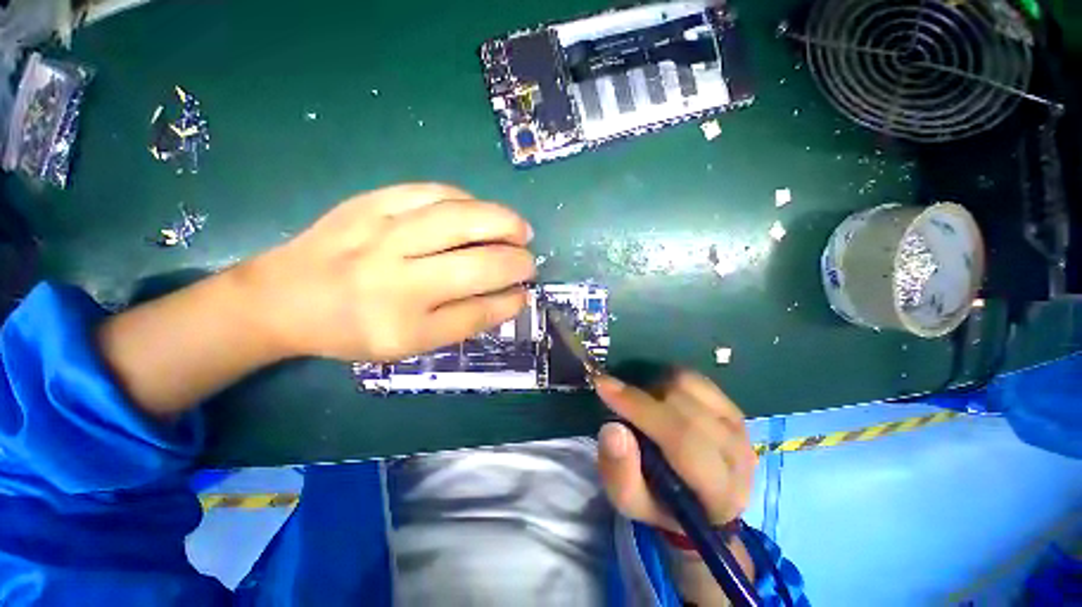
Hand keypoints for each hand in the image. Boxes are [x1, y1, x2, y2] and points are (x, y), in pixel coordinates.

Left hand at [244, 183, 535, 360]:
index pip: (477, 311)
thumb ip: (463, 322)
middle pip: (478, 262)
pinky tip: (479, 211)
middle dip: (517, 260)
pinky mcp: (371, 201)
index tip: (524, 293)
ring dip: (504, 222)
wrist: (284, 296)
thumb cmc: (352, 329)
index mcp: (402, 325)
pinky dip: (469, 200)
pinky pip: (434, 192)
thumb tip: (509, 297)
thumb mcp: (409, 344)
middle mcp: (395, 278)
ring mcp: (382, 233)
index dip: (510, 300)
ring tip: (519, 230)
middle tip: (528, 260)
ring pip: (462, 218)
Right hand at [594, 371, 755, 529]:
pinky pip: (695, 378)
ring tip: (641, 404)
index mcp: (719, 492)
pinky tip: (659, 397)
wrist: (698, 502)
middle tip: (614, 395)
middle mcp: (738, 455)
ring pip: (690, 386)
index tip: (603, 386)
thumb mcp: (629, 501)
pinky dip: (669, 380)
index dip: (639, 408)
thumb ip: (619, 472)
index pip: (682, 438)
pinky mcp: (733, 408)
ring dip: (655, 388)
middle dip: (641, 397)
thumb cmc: (660, 503)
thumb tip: (612, 428)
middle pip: (685, 407)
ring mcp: (740, 427)